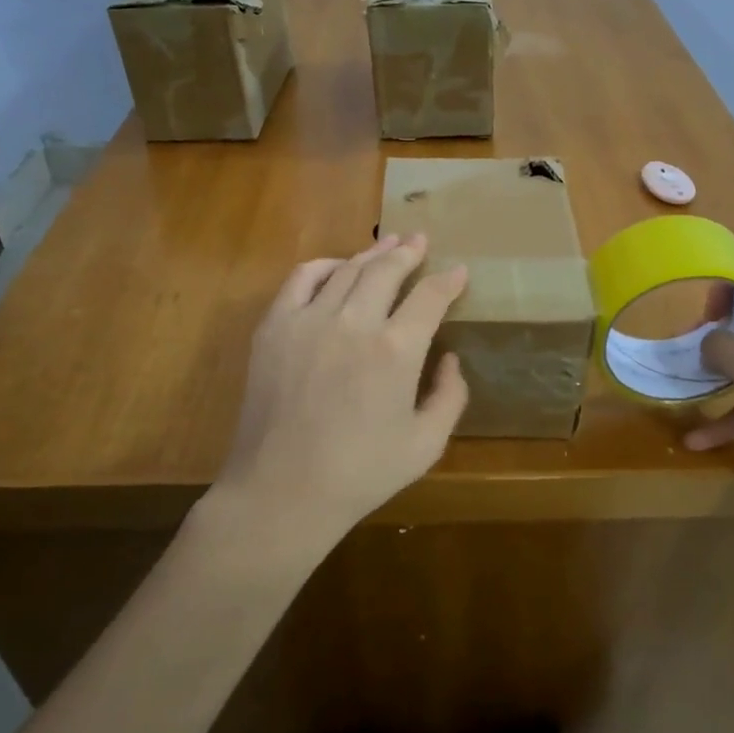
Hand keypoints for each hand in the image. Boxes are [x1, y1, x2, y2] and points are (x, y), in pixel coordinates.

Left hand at [216, 234, 468, 533]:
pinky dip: (324, 265)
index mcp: (396, 351)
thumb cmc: (360, 474)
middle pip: (387, 270)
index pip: (430, 297)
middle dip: (409, 252)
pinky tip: (338, 266)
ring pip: (348, 269)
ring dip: (373, 254)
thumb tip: (451, 359)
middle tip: (420, 241)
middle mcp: (354, 322)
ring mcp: (309, 320)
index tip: (459, 272)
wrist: (282, 492)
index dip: (448, 280)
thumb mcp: (425, 445)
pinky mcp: (274, 327)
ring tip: (389, 244)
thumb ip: (450, 397)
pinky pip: (301, 279)